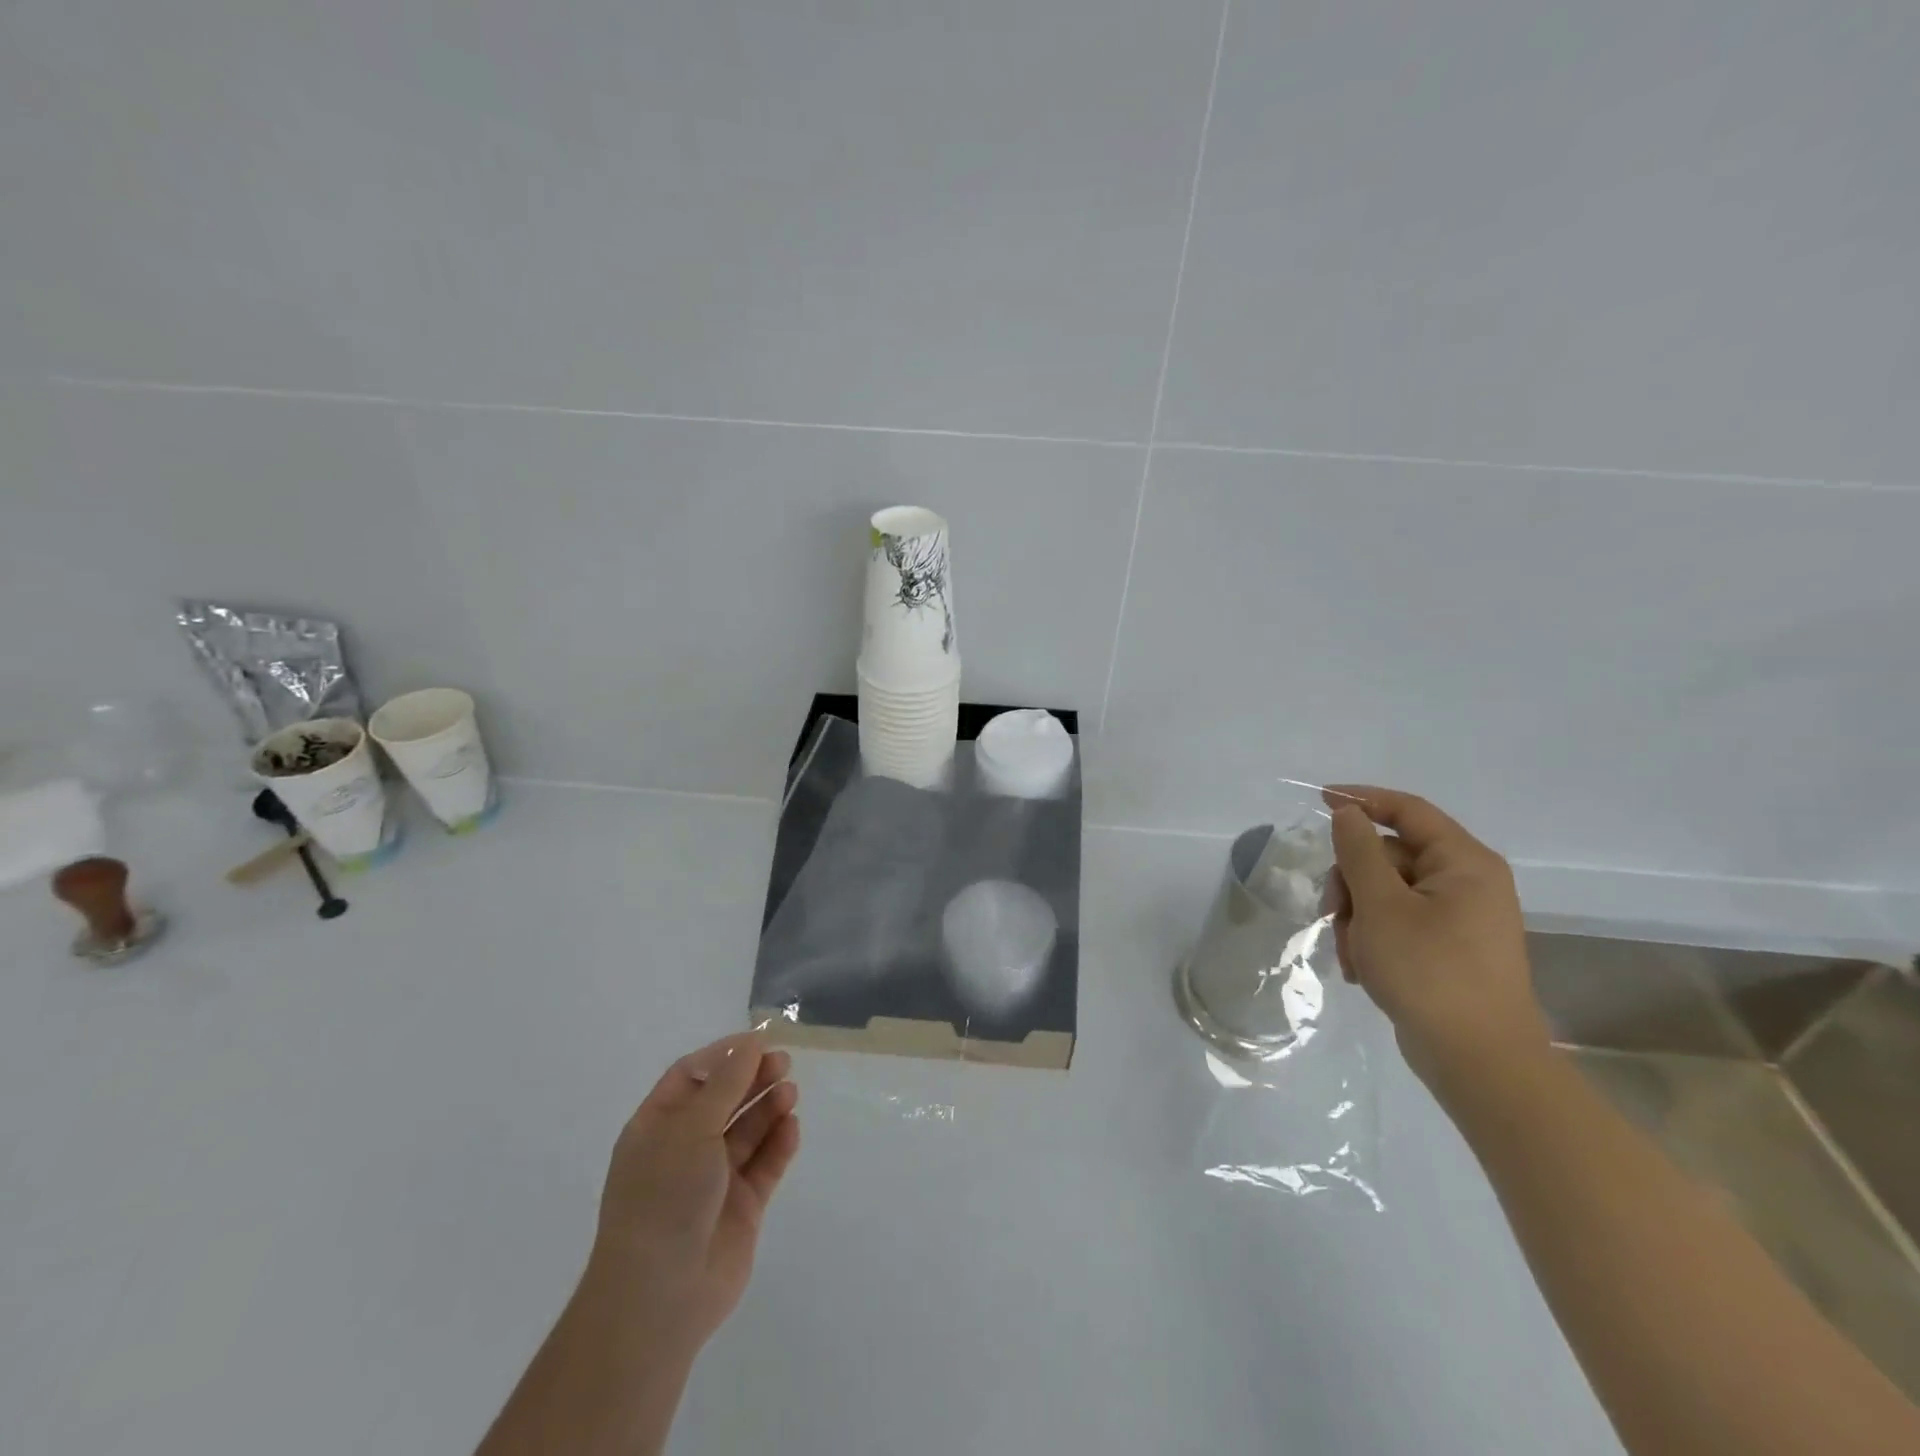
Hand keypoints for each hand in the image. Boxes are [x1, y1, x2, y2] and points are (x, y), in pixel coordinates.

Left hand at [585, 1032, 800, 1361]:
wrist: (660, 1296)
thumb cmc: (664, 1197)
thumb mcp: (691, 1128)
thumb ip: (727, 1083)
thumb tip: (752, 1043)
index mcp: (658, 1126)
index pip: (691, 1075)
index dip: (725, 1055)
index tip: (760, 1041)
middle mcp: (684, 1148)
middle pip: (724, 1099)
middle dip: (753, 1078)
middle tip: (784, 1063)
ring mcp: (713, 1179)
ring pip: (747, 1131)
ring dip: (768, 1108)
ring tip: (790, 1093)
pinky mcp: (741, 1207)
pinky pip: (764, 1165)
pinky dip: (779, 1144)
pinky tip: (792, 1128)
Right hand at [1322, 785, 1549, 1096]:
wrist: (1478, 1061)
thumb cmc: (1430, 972)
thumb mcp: (1381, 905)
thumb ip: (1359, 852)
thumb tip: (1348, 814)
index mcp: (1464, 863)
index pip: (1408, 810)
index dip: (1362, 800)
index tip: (1319, 800)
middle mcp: (1467, 882)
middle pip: (1390, 856)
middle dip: (1352, 882)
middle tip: (1332, 913)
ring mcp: (1459, 918)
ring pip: (1387, 893)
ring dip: (1357, 917)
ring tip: (1350, 954)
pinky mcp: (1447, 948)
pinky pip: (1398, 923)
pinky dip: (1373, 939)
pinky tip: (1362, 968)